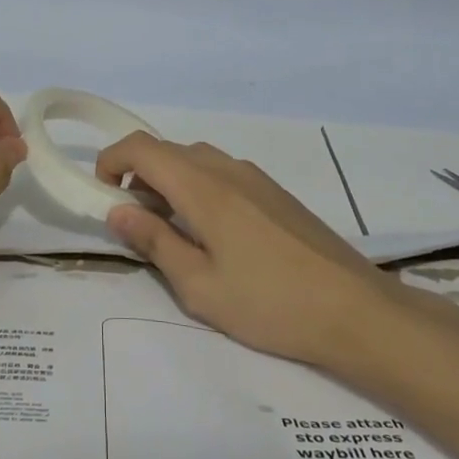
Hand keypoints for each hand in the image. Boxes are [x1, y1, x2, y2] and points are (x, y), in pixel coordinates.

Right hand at [97, 134, 396, 366]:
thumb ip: (153, 241)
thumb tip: (117, 210)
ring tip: (171, 231)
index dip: (111, 160)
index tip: (102, 194)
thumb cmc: (269, 302)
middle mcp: (227, 169)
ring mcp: (256, 178)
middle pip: (168, 151)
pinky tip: (213, 234)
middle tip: (135, 223)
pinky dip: (199, 188)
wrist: (356, 310)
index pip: (142, 147)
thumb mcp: (198, 285)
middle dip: (139, 176)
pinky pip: (223, 174)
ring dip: (170, 182)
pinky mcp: (276, 193)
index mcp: (202, 186)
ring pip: (196, 161)